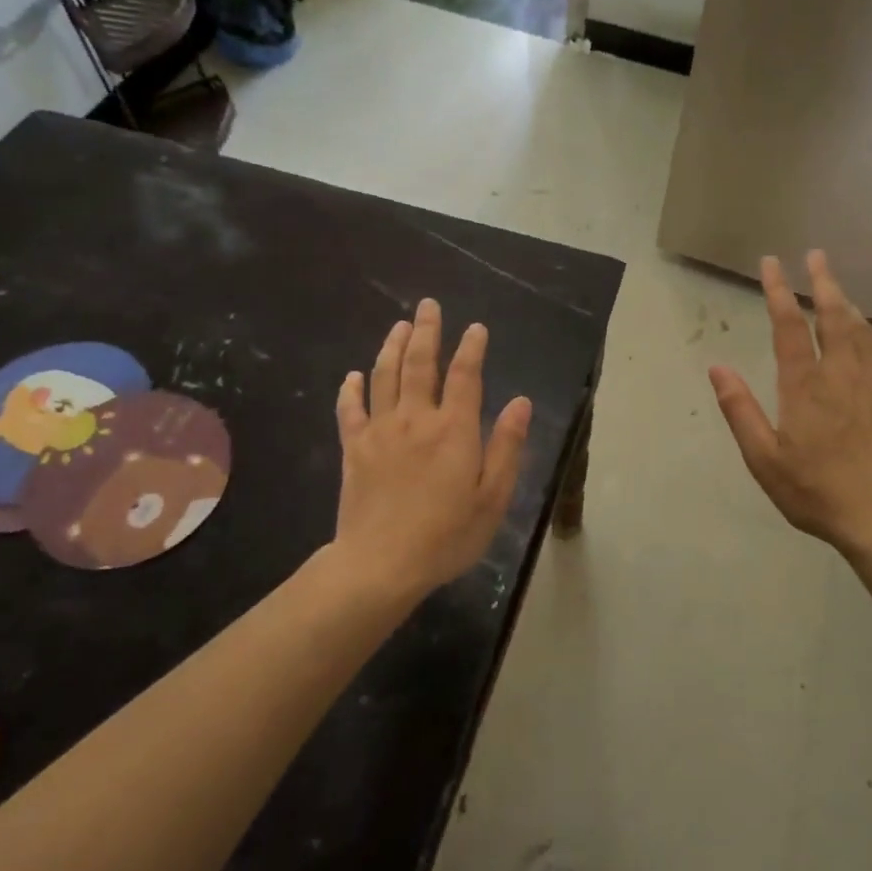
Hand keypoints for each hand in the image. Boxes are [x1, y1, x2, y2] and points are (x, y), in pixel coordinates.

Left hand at [334, 299, 531, 597]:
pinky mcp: (354, 449)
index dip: (472, 348)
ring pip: (384, 376)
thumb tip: (522, 402)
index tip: (477, 328)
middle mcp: (416, 419)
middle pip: (420, 364)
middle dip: (427, 331)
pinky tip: (353, 375)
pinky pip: (350, 410)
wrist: (380, 564)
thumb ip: (507, 446)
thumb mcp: (493, 497)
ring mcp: (380, 431)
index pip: (465, 376)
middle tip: (429, 305)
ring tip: (400, 325)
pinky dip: (351, 389)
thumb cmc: (447, 535)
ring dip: (392, 347)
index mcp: (454, 429)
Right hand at [710, 251, 871, 554]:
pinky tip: (869, 334)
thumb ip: (740, 410)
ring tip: (837, 285)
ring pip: (861, 329)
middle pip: (834, 315)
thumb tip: (716, 367)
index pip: (789, 326)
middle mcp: (842, 373)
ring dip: (848, 301)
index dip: (778, 291)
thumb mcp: (765, 459)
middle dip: (823, 282)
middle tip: (816, 255)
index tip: (772, 264)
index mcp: (805, 385)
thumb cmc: (817, 490)